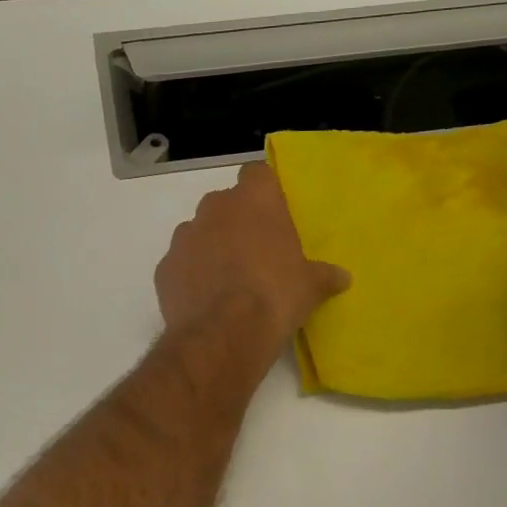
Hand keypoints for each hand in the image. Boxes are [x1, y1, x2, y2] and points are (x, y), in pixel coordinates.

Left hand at [156, 162, 349, 349]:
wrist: (224, 333)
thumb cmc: (275, 295)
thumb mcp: (311, 286)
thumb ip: (325, 275)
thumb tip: (342, 277)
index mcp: (253, 200)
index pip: (257, 173)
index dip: (264, 191)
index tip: (273, 213)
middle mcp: (214, 208)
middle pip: (225, 203)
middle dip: (237, 221)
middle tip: (255, 251)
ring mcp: (184, 236)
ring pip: (199, 231)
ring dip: (211, 246)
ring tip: (228, 279)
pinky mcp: (164, 266)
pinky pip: (181, 263)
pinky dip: (190, 274)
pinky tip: (205, 299)